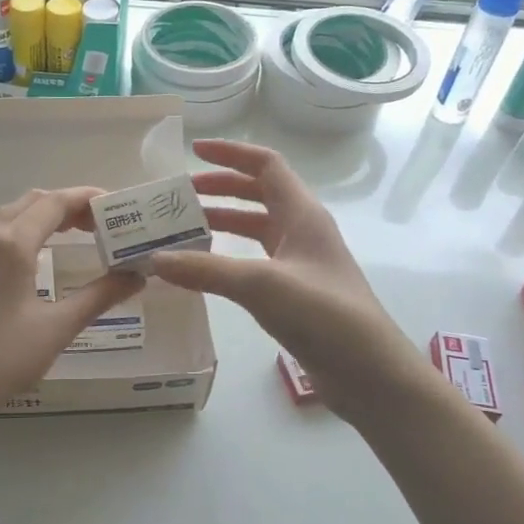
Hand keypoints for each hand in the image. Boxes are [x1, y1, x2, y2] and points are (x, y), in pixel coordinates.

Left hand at [0, 187, 139, 423]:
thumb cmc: (1, 359)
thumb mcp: (57, 328)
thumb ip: (99, 296)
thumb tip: (135, 276)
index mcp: (11, 244)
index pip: (54, 203)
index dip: (86, 198)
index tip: (112, 205)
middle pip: (28, 204)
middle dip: (63, 207)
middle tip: (95, 225)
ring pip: (1, 220)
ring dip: (34, 220)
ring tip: (62, 238)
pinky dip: (6, 239)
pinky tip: (13, 262)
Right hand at [144, 139, 422, 423]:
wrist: (369, 372)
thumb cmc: (323, 314)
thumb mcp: (261, 285)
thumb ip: (206, 270)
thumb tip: (155, 259)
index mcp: (302, 214)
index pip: (265, 165)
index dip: (230, 153)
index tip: (193, 151)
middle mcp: (302, 231)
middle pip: (258, 194)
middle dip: (219, 189)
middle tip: (180, 196)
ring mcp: (300, 262)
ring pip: (255, 229)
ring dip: (221, 223)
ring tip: (182, 230)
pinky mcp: (294, 291)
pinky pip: (254, 260)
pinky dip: (227, 257)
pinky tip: (204, 270)